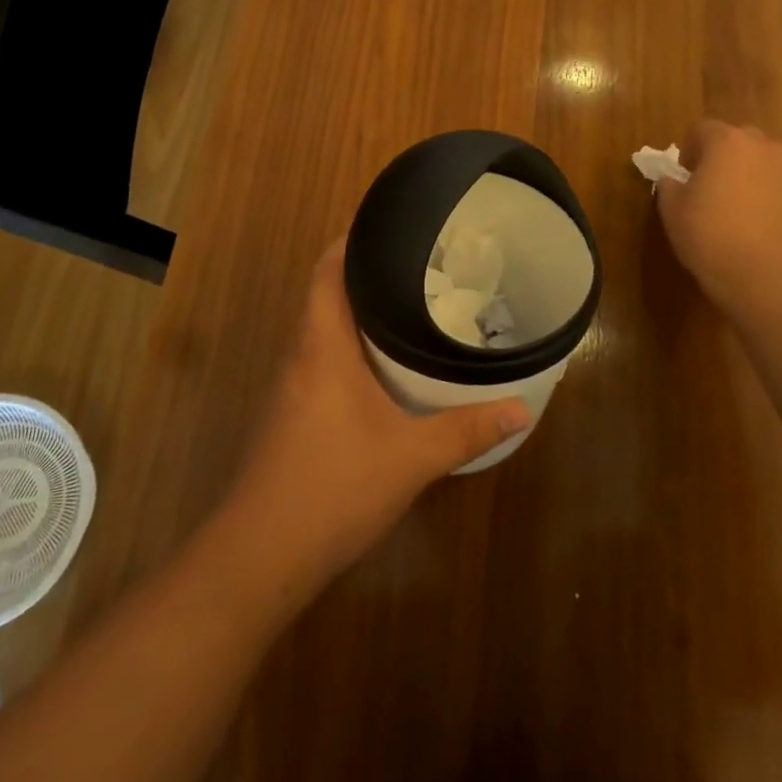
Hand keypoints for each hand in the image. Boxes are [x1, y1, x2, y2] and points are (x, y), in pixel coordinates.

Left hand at [221, 240, 530, 587]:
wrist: (258, 558)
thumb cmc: (333, 488)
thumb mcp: (411, 458)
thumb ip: (467, 431)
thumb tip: (522, 408)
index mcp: (322, 344)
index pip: (327, 269)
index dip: (352, 239)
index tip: (391, 224)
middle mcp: (301, 354)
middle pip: (326, 293)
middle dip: (367, 273)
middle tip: (419, 264)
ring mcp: (290, 386)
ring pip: (323, 329)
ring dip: (358, 312)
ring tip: (409, 305)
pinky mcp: (289, 415)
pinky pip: (321, 360)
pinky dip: (350, 347)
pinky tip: (383, 367)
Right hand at [655, 121, 781, 317]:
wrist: (766, 275)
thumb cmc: (710, 236)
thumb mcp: (671, 210)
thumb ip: (669, 185)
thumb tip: (674, 179)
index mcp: (726, 142)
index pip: (702, 129)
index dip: (690, 150)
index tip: (685, 175)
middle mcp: (764, 146)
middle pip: (740, 140)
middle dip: (726, 157)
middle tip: (714, 188)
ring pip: (768, 161)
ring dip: (755, 174)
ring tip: (745, 208)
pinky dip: (781, 195)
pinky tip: (771, 222)